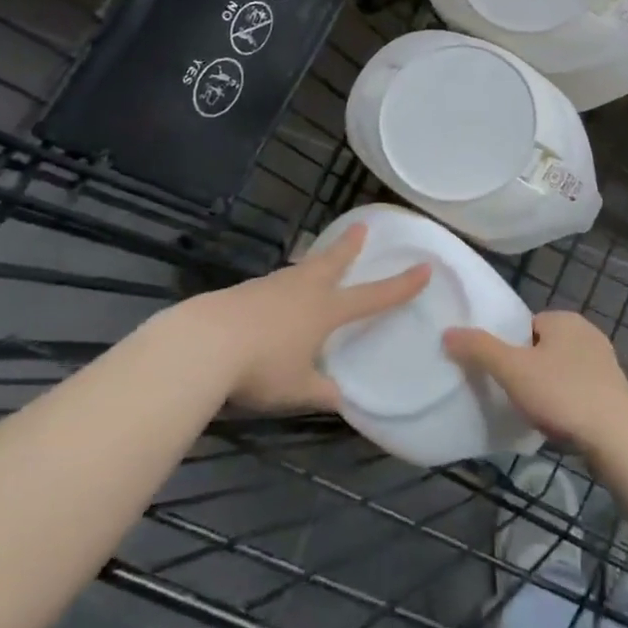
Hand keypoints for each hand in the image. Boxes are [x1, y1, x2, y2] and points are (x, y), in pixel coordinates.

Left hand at [187, 224, 430, 413]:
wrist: (203, 343)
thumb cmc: (261, 367)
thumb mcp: (297, 390)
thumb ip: (322, 393)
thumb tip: (343, 401)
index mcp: (325, 310)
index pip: (372, 297)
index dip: (400, 285)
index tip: (424, 268)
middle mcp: (303, 290)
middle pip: (333, 262)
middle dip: (350, 246)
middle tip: (361, 226)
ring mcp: (271, 286)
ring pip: (302, 269)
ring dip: (315, 263)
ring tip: (318, 263)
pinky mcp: (245, 291)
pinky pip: (276, 283)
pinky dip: (286, 285)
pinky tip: (276, 298)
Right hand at [443, 311, 627, 452]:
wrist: (617, 438)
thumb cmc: (562, 395)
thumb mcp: (513, 370)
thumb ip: (479, 349)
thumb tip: (448, 332)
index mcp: (564, 318)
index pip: (525, 325)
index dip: (510, 349)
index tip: (502, 375)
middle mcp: (587, 332)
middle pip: (543, 347)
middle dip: (529, 369)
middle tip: (514, 396)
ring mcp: (605, 362)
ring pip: (562, 370)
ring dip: (549, 388)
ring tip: (535, 413)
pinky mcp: (614, 391)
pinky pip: (579, 390)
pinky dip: (567, 403)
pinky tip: (559, 423)